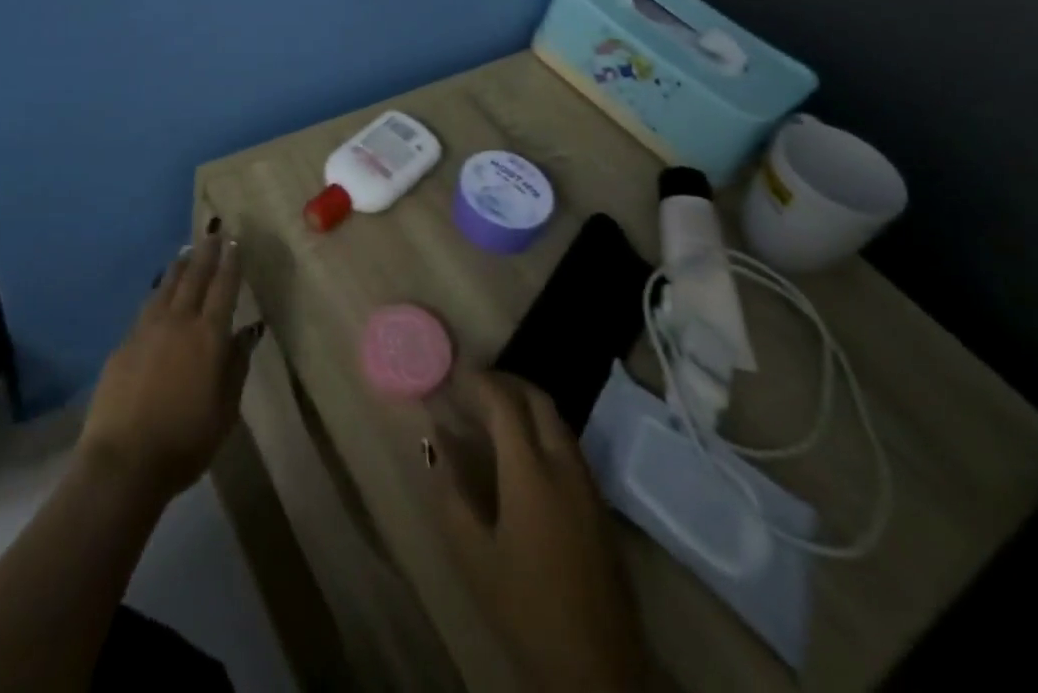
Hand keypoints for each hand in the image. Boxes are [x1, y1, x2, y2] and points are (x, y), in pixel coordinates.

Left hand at [79, 228, 259, 503]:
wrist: (123, 460)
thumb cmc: (185, 442)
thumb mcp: (225, 411)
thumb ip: (236, 367)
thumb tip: (245, 333)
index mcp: (208, 337)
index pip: (223, 288)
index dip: (230, 262)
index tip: (234, 240)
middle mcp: (178, 322)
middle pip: (194, 277)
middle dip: (206, 253)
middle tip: (213, 232)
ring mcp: (147, 330)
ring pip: (167, 286)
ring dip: (180, 266)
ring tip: (187, 251)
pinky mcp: (124, 343)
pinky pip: (147, 307)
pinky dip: (159, 292)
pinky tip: (160, 292)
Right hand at [433, 372, 646, 691]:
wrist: (597, 670)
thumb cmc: (526, 609)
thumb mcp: (474, 555)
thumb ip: (451, 491)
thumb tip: (437, 443)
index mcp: (531, 472)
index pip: (504, 403)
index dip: (480, 382)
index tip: (455, 374)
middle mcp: (564, 465)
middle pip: (539, 400)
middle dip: (508, 382)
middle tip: (476, 385)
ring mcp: (588, 485)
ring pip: (558, 421)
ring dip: (528, 405)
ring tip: (494, 414)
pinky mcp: (600, 506)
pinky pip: (569, 446)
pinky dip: (544, 430)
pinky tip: (523, 453)